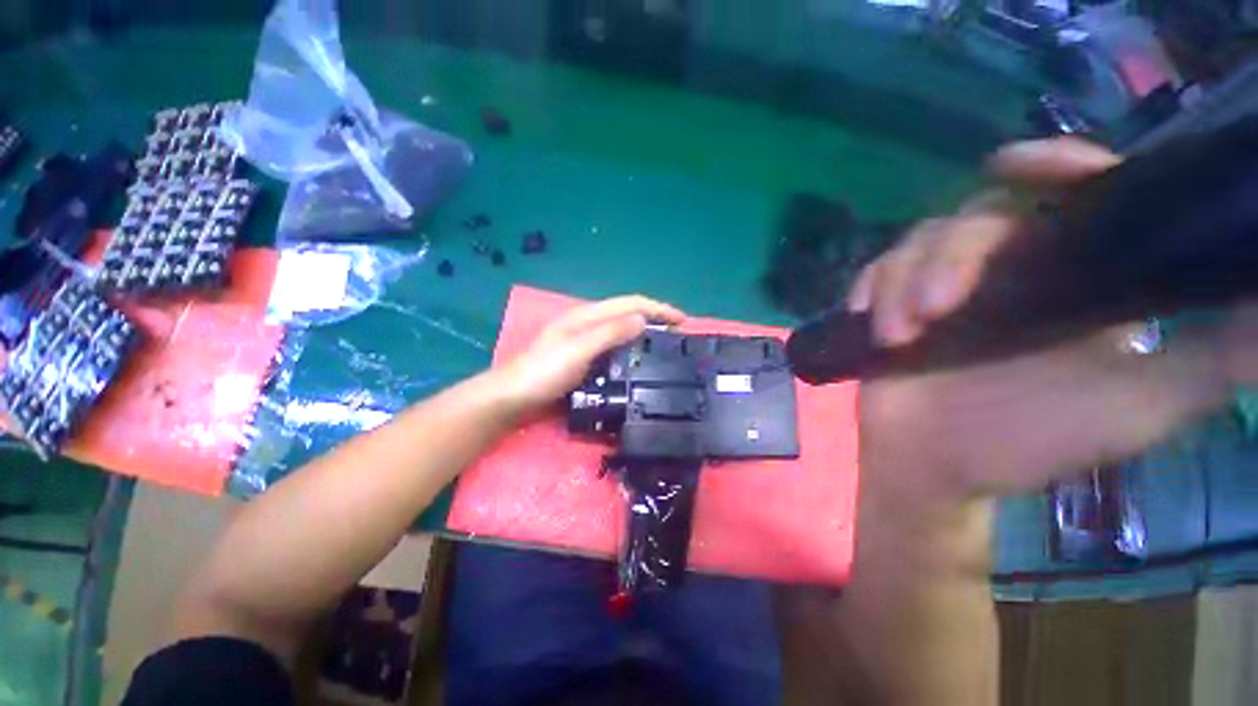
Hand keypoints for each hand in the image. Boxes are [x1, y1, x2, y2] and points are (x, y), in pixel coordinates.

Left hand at [497, 295, 684, 414]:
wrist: (512, 398)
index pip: (630, 303)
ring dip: (645, 334)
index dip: (658, 308)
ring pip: (622, 331)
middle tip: (678, 336)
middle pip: (628, 314)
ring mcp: (585, 342)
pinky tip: (638, 362)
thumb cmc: (543, 372)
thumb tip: (642, 319)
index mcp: (587, 316)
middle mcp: (588, 324)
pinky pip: (614, 349)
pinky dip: (631, 350)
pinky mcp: (583, 359)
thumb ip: (609, 333)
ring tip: (665, 348)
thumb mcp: (577, 350)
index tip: (682, 321)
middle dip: (655, 319)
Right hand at [850, 138, 1255, 503]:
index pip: (1069, 195)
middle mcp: (1007, 273)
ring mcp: (941, 291)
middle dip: (949, 257)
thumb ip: (1215, 358)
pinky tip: (867, 314)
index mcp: (1070, 281)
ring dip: (900, 283)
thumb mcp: (1140, 407)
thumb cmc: (1028, 443)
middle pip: (975, 217)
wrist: (932, 467)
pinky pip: (875, 273)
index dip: (1051, 166)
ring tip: (899, 335)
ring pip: (916, 244)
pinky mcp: (891, 308)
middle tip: (936, 311)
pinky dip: (870, 287)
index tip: (1016, 165)